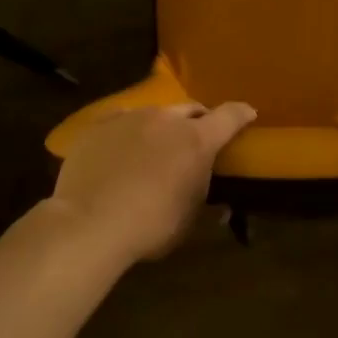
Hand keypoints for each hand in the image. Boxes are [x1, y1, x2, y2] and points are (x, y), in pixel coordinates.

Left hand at [51, 102, 256, 262]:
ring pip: (155, 113)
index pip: (230, 115)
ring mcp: (130, 118)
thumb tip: (214, 198)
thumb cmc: (150, 227)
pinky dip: (130, 130)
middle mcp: (167, 119)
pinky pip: (123, 120)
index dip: (242, 114)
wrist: (88, 224)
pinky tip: (123, 148)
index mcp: (197, 140)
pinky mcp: (99, 125)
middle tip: (196, 140)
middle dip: (199, 122)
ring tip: (155, 146)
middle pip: (192, 109)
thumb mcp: (188, 218)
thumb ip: (202, 195)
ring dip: (163, 127)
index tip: (248, 115)